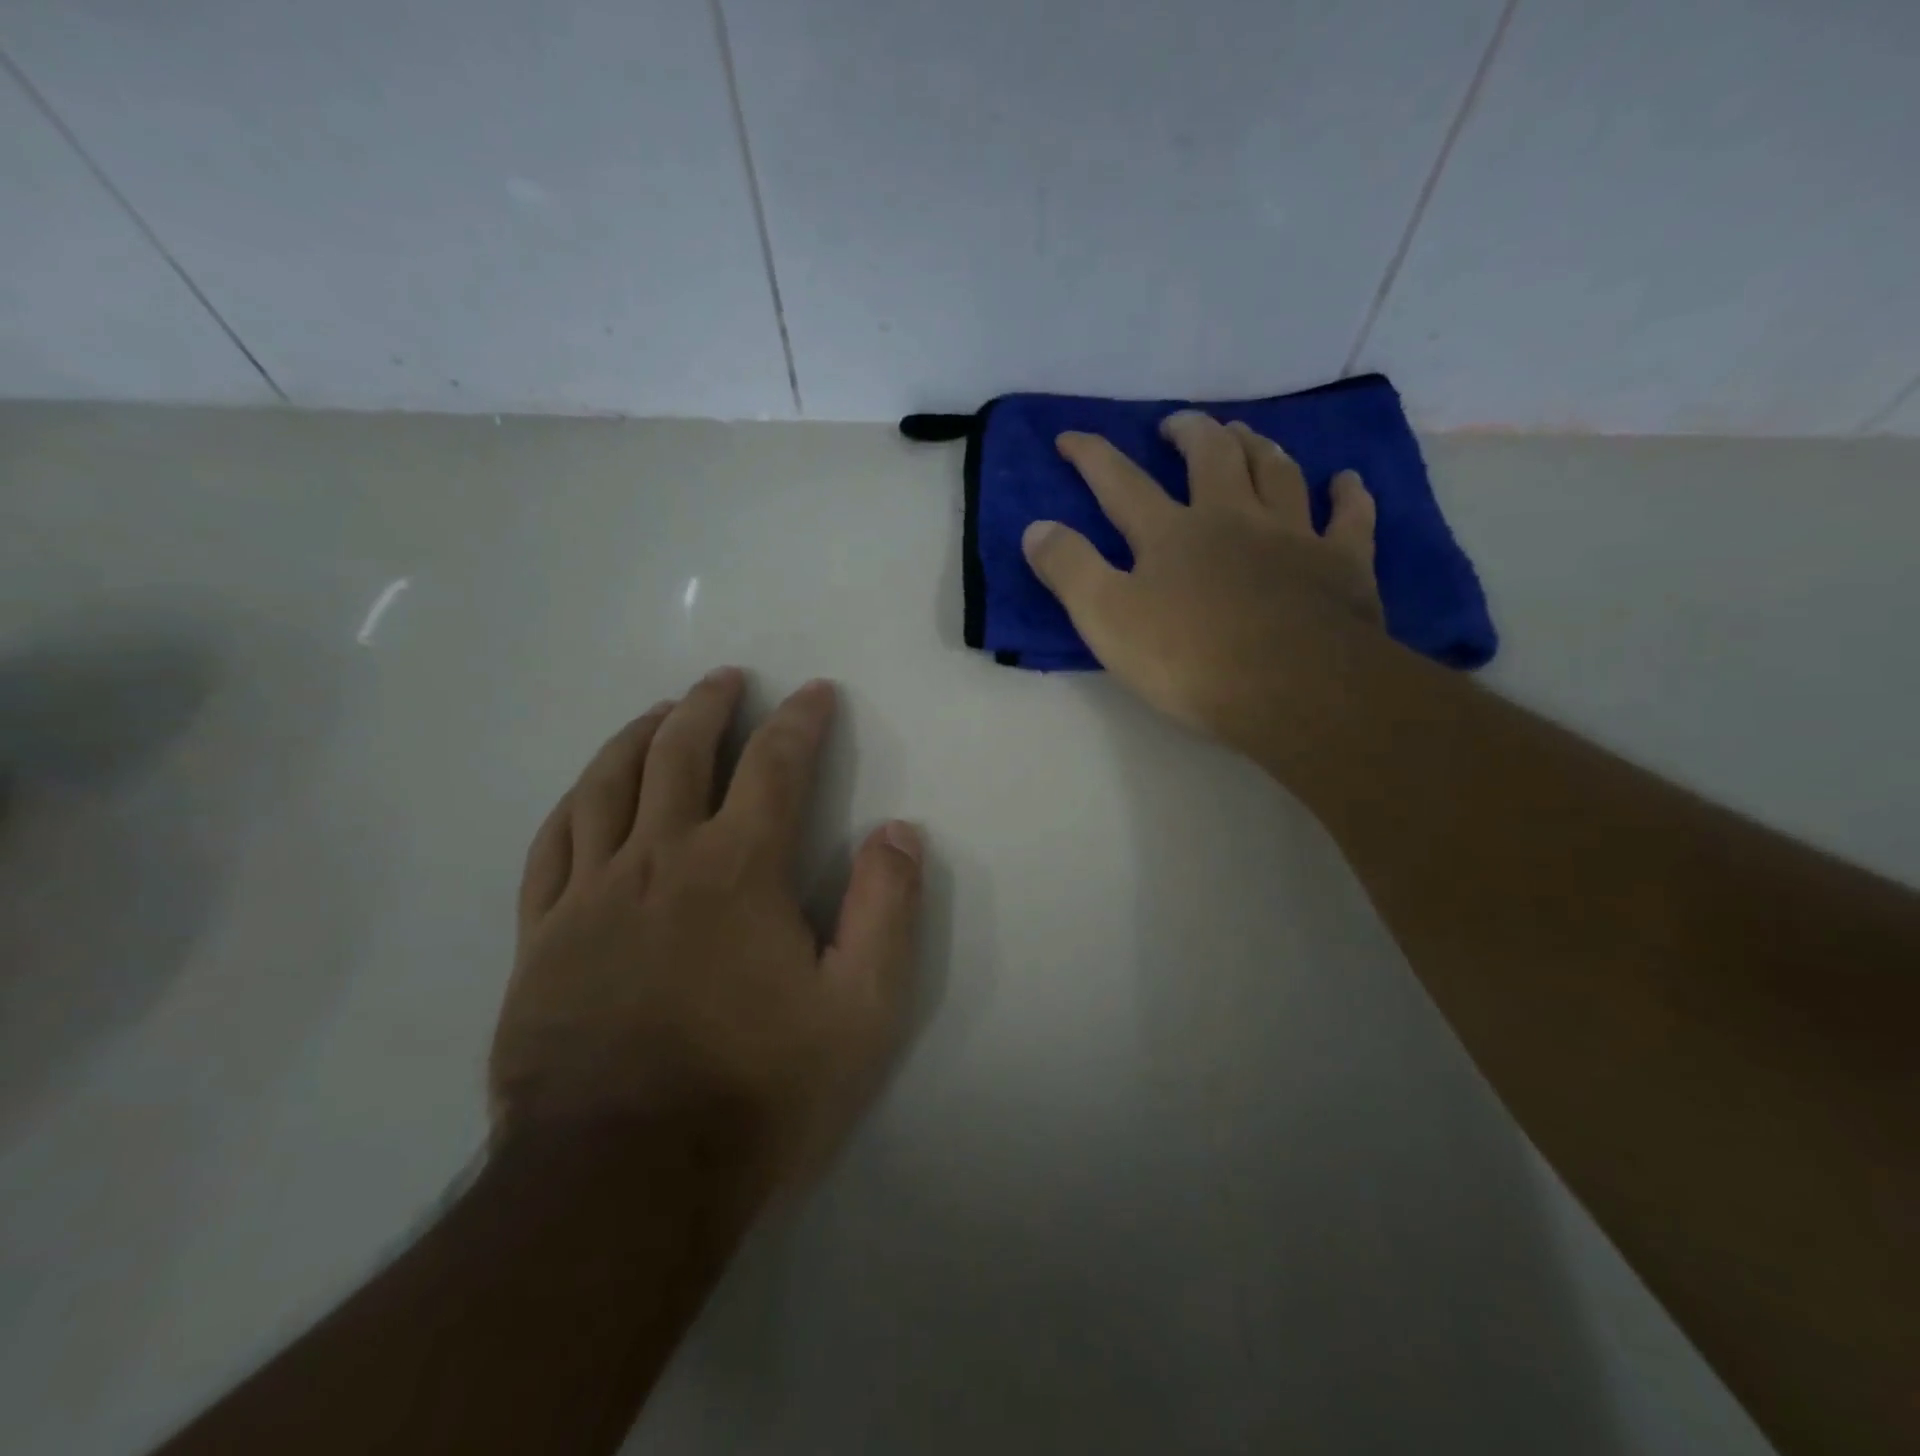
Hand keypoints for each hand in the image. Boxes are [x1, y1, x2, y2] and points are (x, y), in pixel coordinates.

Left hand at [490, 668, 921, 1193]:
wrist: (623, 1185)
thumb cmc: (757, 1093)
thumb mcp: (860, 1010)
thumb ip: (886, 910)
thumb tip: (899, 831)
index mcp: (736, 869)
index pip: (775, 765)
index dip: (801, 720)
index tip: (816, 693)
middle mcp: (659, 859)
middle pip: (680, 752)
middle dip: (710, 705)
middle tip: (727, 679)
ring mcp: (590, 894)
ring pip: (608, 784)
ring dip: (639, 735)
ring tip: (660, 711)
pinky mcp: (541, 937)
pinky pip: (552, 843)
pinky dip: (576, 800)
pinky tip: (589, 790)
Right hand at [1021, 411, 1386, 767]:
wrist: (1295, 689)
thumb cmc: (1191, 660)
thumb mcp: (1107, 620)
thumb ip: (1070, 570)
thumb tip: (1036, 528)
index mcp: (1171, 533)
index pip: (1121, 482)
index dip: (1092, 456)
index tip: (1070, 436)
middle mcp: (1232, 518)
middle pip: (1211, 457)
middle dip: (1189, 432)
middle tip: (1176, 424)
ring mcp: (1293, 536)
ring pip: (1277, 472)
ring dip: (1258, 445)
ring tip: (1245, 433)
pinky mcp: (1343, 563)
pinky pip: (1350, 517)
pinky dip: (1347, 495)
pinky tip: (1346, 481)